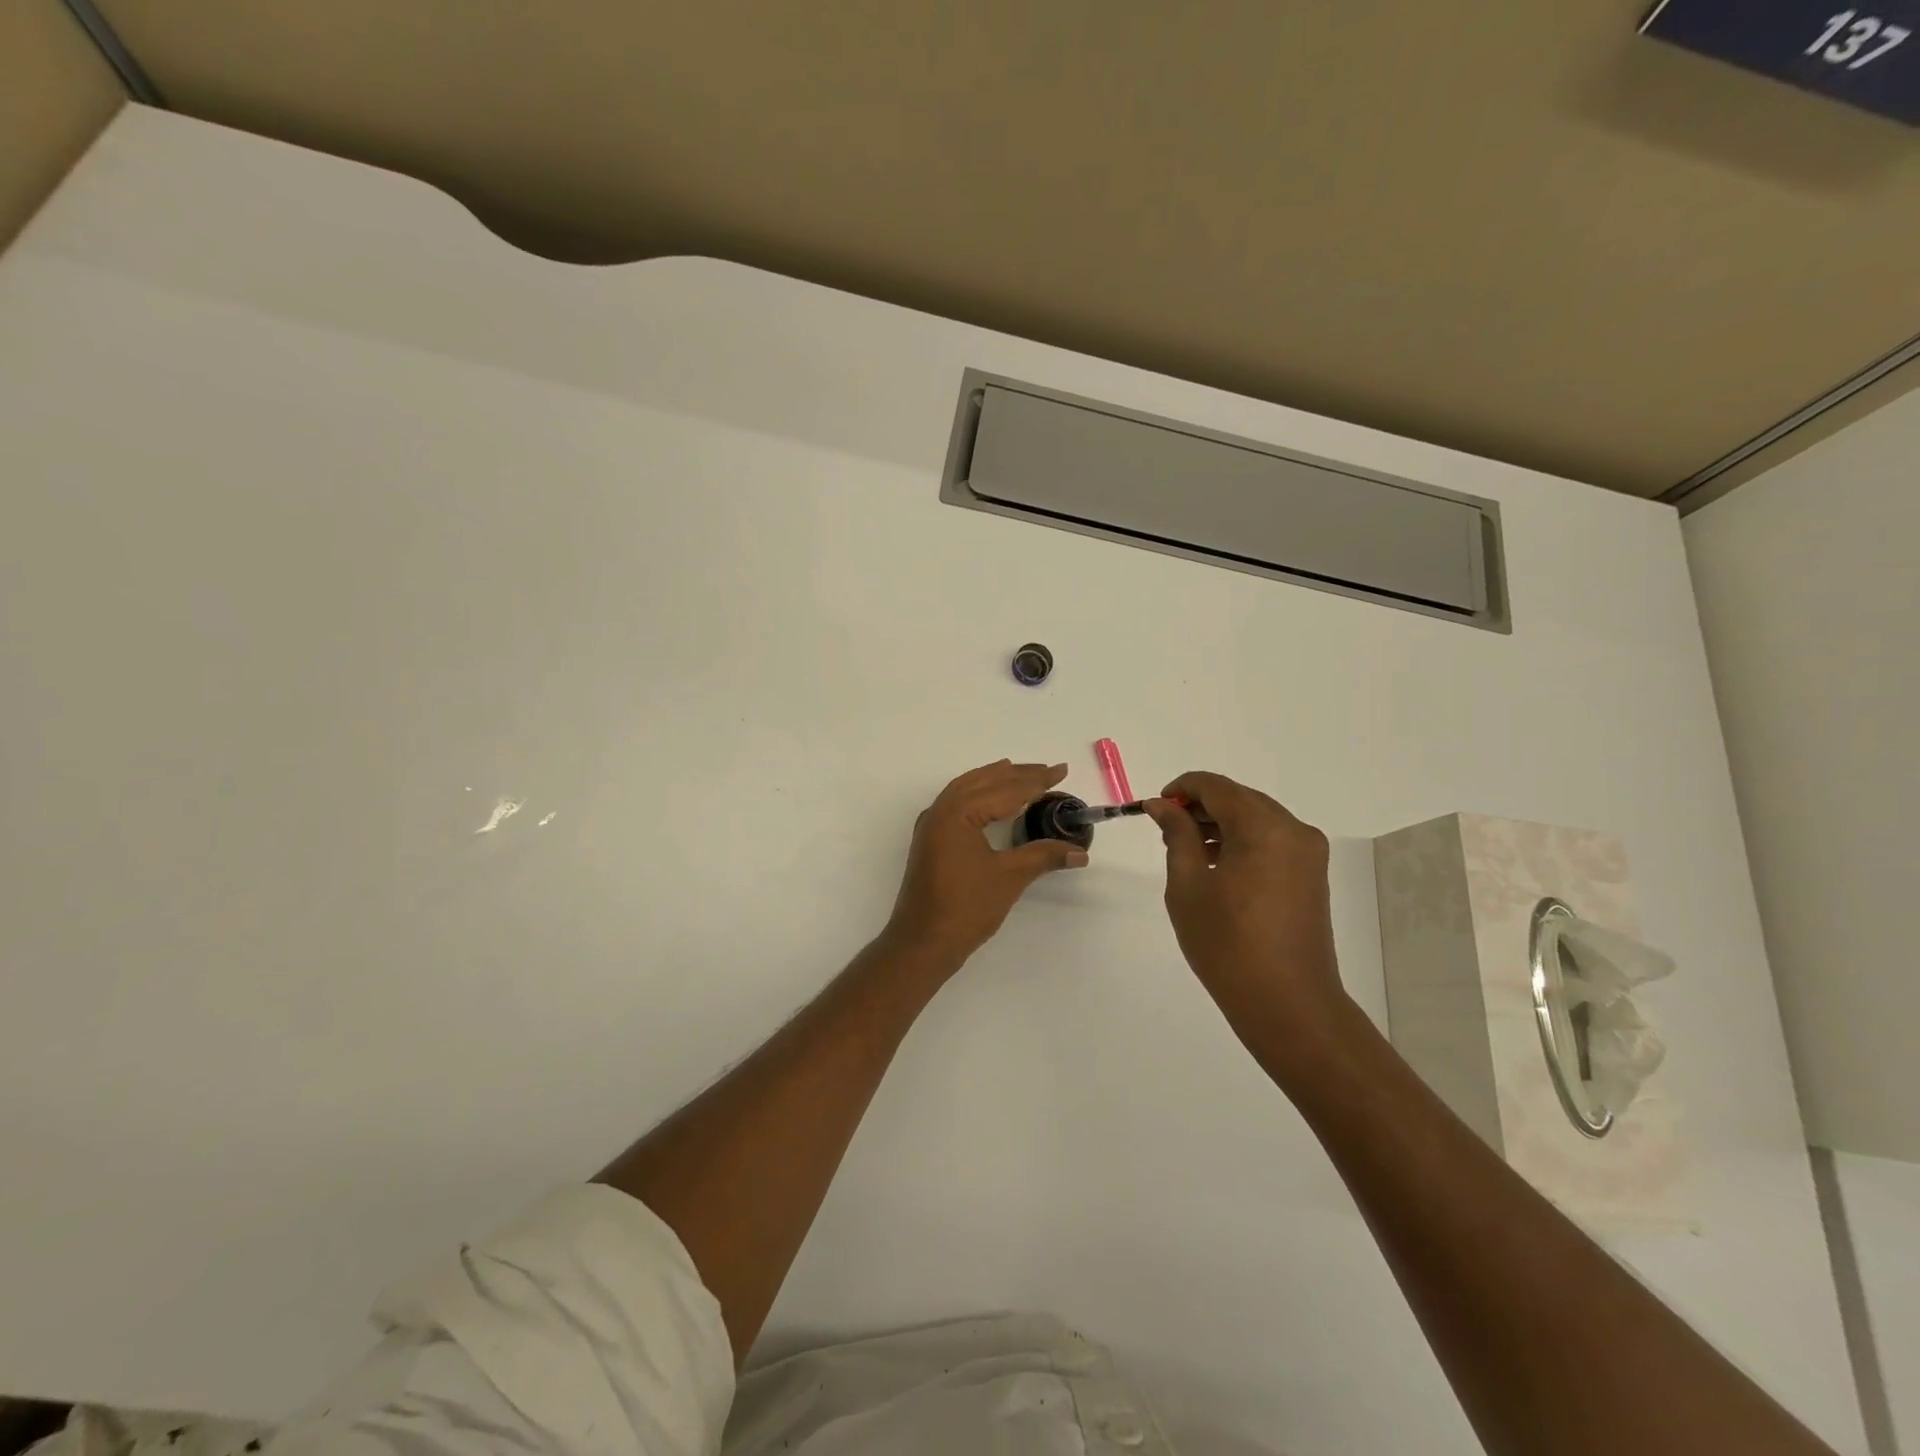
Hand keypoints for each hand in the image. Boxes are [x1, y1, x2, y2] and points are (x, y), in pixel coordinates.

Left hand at [883, 760, 1088, 967]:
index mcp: (957, 813)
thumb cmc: (965, 907)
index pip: (1004, 789)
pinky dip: (977, 795)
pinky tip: (989, 801)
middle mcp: (940, 811)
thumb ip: (1043, 857)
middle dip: (1016, 775)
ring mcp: (931, 826)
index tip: (1061, 771)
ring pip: (965, 790)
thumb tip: (1079, 852)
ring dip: (993, 780)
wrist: (923, 942)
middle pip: (982, 782)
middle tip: (1048, 770)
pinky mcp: (930, 841)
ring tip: (1018, 772)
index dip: (1035, 781)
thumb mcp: (1009, 877)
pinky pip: (955, 804)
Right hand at [1145, 772, 1347, 1027]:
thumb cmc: (1226, 943)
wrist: (1286, 1002)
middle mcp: (1293, 829)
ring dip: (1222, 823)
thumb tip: (1163, 804)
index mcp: (1263, 827)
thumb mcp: (1188, 885)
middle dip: (1201, 806)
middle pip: (1239, 798)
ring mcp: (1308, 852)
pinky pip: (1272, 840)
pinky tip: (1219, 866)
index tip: (1155, 808)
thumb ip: (1176, 834)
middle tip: (1167, 830)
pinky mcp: (1312, 874)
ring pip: (1257, 818)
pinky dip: (1243, 841)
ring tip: (1189, 850)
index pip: (1216, 786)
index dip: (1181, 789)